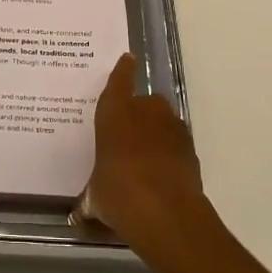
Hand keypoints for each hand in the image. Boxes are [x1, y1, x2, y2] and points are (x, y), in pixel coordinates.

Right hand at [75, 53, 209, 262]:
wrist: (166, 213)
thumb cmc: (119, 193)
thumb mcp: (95, 197)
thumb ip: (90, 198)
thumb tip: (81, 213)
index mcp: (115, 113)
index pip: (118, 82)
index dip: (122, 71)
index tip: (128, 59)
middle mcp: (145, 112)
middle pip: (145, 102)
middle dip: (139, 113)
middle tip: (128, 134)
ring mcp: (172, 129)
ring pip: (163, 122)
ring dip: (156, 132)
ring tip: (145, 157)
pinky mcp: (191, 150)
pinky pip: (176, 143)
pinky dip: (170, 153)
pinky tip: (161, 173)